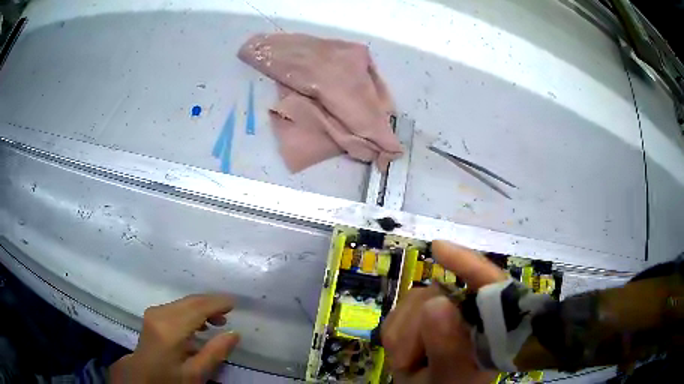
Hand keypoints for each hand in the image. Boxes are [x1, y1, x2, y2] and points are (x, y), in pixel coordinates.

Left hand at [109, 294, 239, 383]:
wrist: (142, 377)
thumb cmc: (169, 379)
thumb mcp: (196, 374)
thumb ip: (215, 353)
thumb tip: (235, 333)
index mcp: (169, 329)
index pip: (197, 308)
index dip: (217, 303)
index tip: (235, 303)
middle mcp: (160, 314)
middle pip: (190, 301)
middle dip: (211, 303)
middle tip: (230, 313)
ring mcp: (154, 313)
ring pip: (184, 302)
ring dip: (202, 308)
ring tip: (218, 322)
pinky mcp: (153, 315)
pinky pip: (177, 307)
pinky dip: (192, 311)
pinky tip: (200, 324)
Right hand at [382, 240, 506, 383]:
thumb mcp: (448, 378)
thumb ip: (447, 348)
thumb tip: (435, 303)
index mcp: (490, 325)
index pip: (489, 283)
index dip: (467, 263)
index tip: (437, 248)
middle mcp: (470, 313)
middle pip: (438, 294)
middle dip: (417, 327)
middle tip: (410, 362)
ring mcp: (446, 313)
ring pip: (415, 299)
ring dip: (403, 334)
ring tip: (409, 363)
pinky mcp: (424, 318)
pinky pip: (399, 311)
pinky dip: (395, 334)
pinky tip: (403, 353)